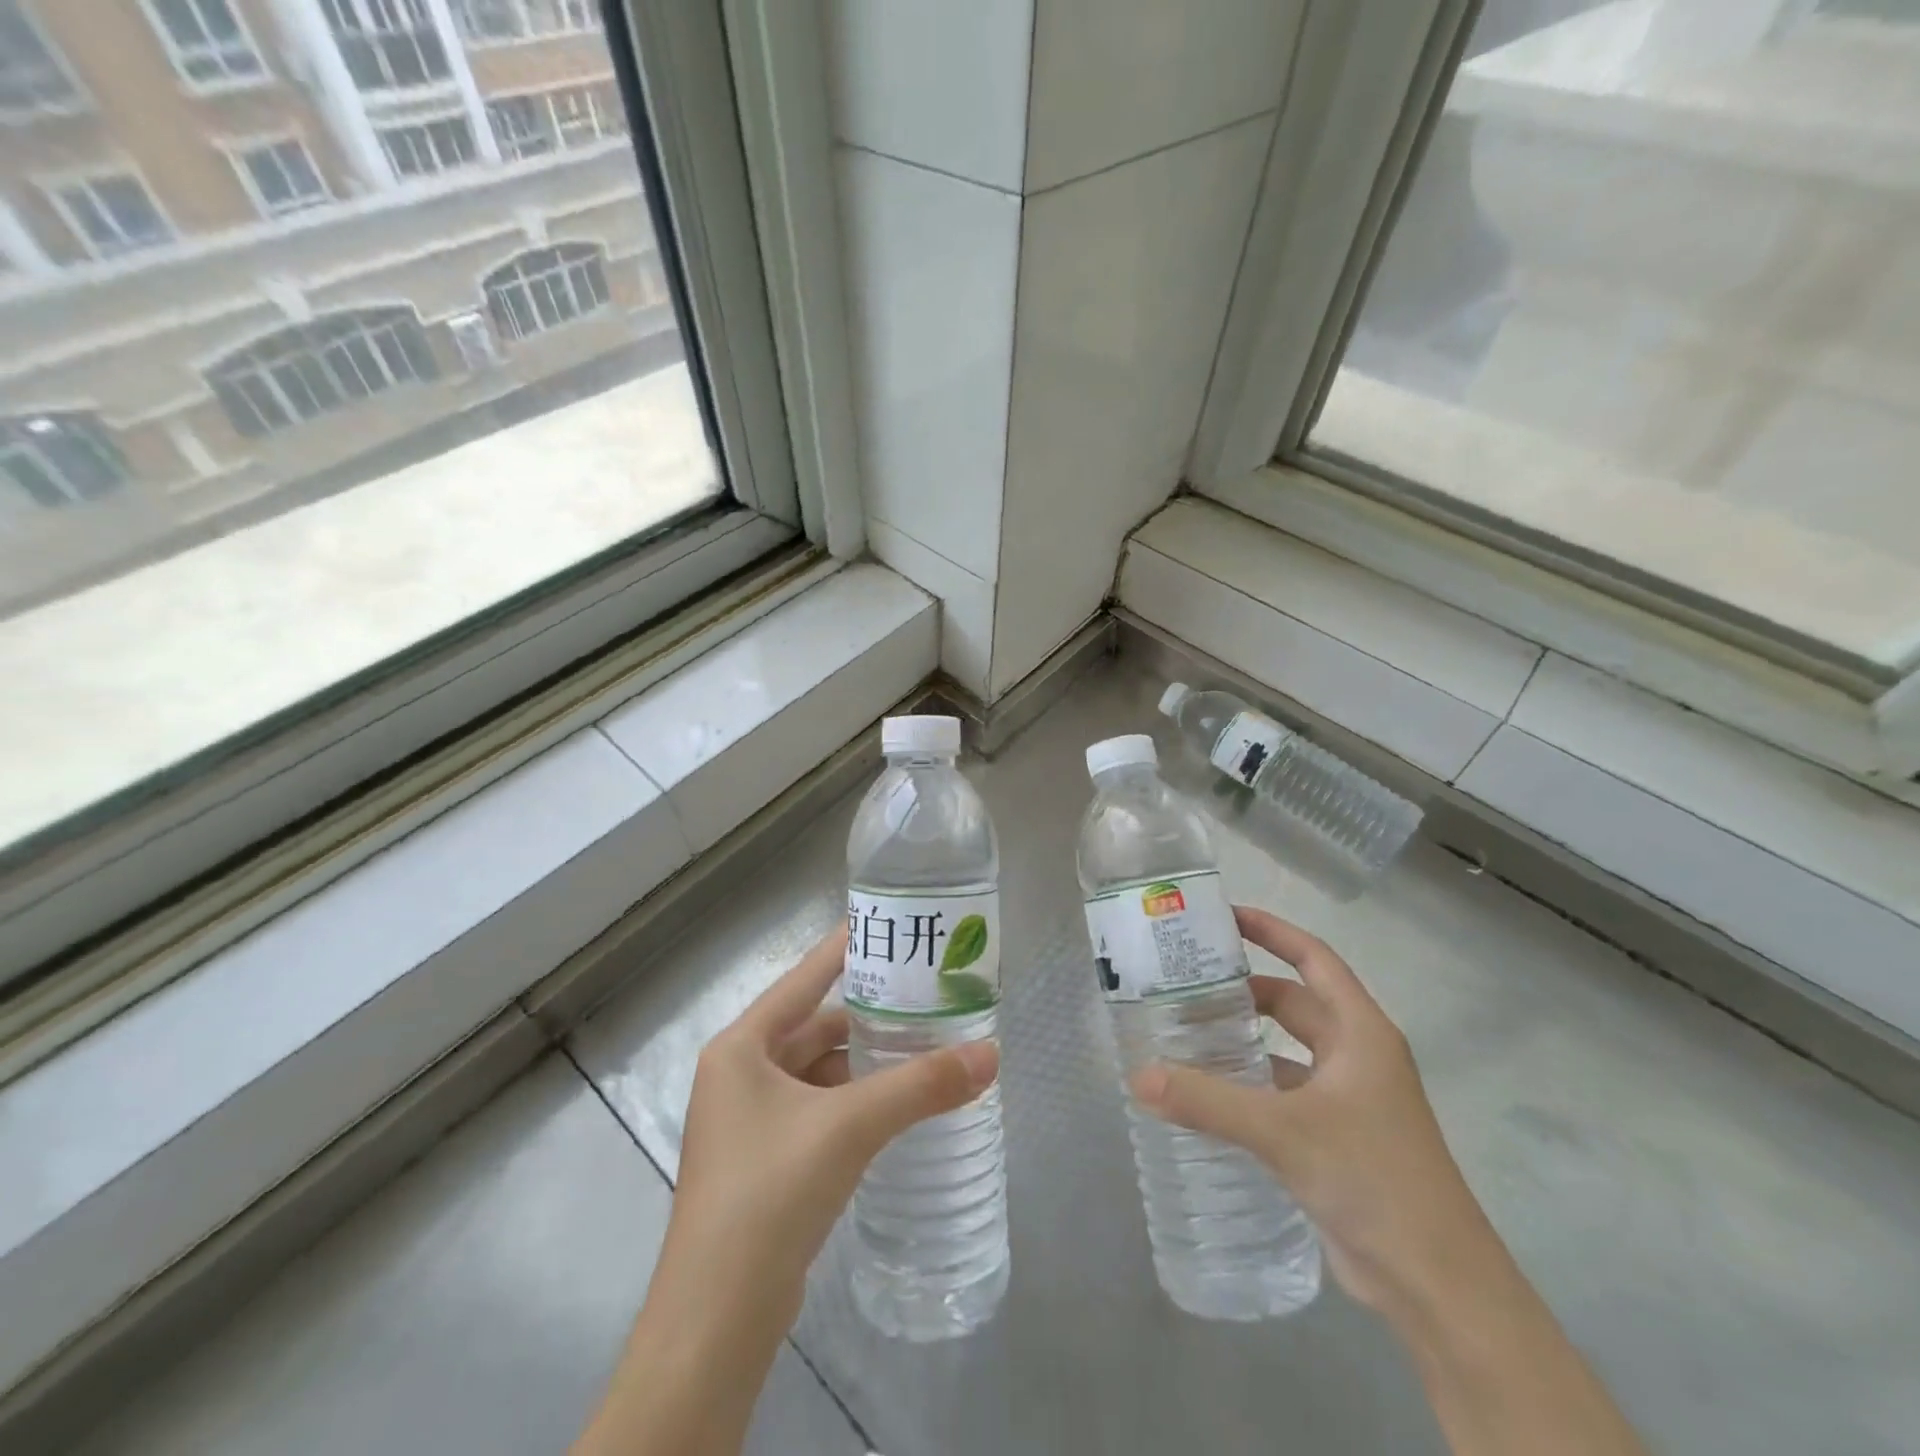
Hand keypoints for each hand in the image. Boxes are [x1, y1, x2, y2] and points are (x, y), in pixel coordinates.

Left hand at [651, 923, 998, 1343]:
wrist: (715, 1322)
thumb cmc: (770, 1194)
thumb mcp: (849, 1127)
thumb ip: (921, 1086)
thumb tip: (991, 1054)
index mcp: (741, 1047)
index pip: (803, 979)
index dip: (845, 949)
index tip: (888, 924)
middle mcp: (739, 1074)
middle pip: (813, 1026)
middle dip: (867, 1014)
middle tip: (924, 995)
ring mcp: (749, 1121)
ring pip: (818, 1071)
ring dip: (864, 1061)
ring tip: (921, 1044)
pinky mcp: (765, 1162)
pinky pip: (817, 1108)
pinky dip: (853, 1100)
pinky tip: (895, 1102)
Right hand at [1131, 906, 1494, 1327]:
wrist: (1438, 1286)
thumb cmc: (1373, 1179)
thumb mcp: (1284, 1131)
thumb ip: (1207, 1101)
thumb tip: (1137, 1078)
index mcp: (1360, 1033)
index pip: (1313, 959)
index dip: (1272, 931)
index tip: (1224, 915)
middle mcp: (1356, 1056)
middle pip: (1294, 1003)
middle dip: (1244, 990)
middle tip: (1184, 981)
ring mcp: (1349, 1100)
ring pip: (1286, 1051)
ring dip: (1244, 1040)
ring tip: (1185, 1032)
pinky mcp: (1337, 1139)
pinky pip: (1284, 1093)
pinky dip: (1249, 1086)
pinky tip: (1209, 1094)